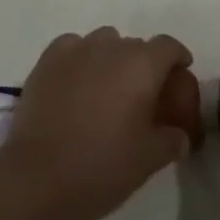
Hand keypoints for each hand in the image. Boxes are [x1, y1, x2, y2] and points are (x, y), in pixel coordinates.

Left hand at [0, 27, 194, 219]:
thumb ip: (171, 140)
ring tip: (106, 92)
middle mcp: (111, 45)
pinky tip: (77, 85)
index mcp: (141, 65)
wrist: (38, 176)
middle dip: (143, 66)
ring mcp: (77, 47)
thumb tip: (180, 134)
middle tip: (141, 97)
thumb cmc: (101, 167)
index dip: (178, 59)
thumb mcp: (149, 161)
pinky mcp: (49, 57)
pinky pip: (74, 47)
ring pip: (105, 42)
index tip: (179, 76)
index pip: (168, 46)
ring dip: (112, 60)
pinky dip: (81, 60)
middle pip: (136, 46)